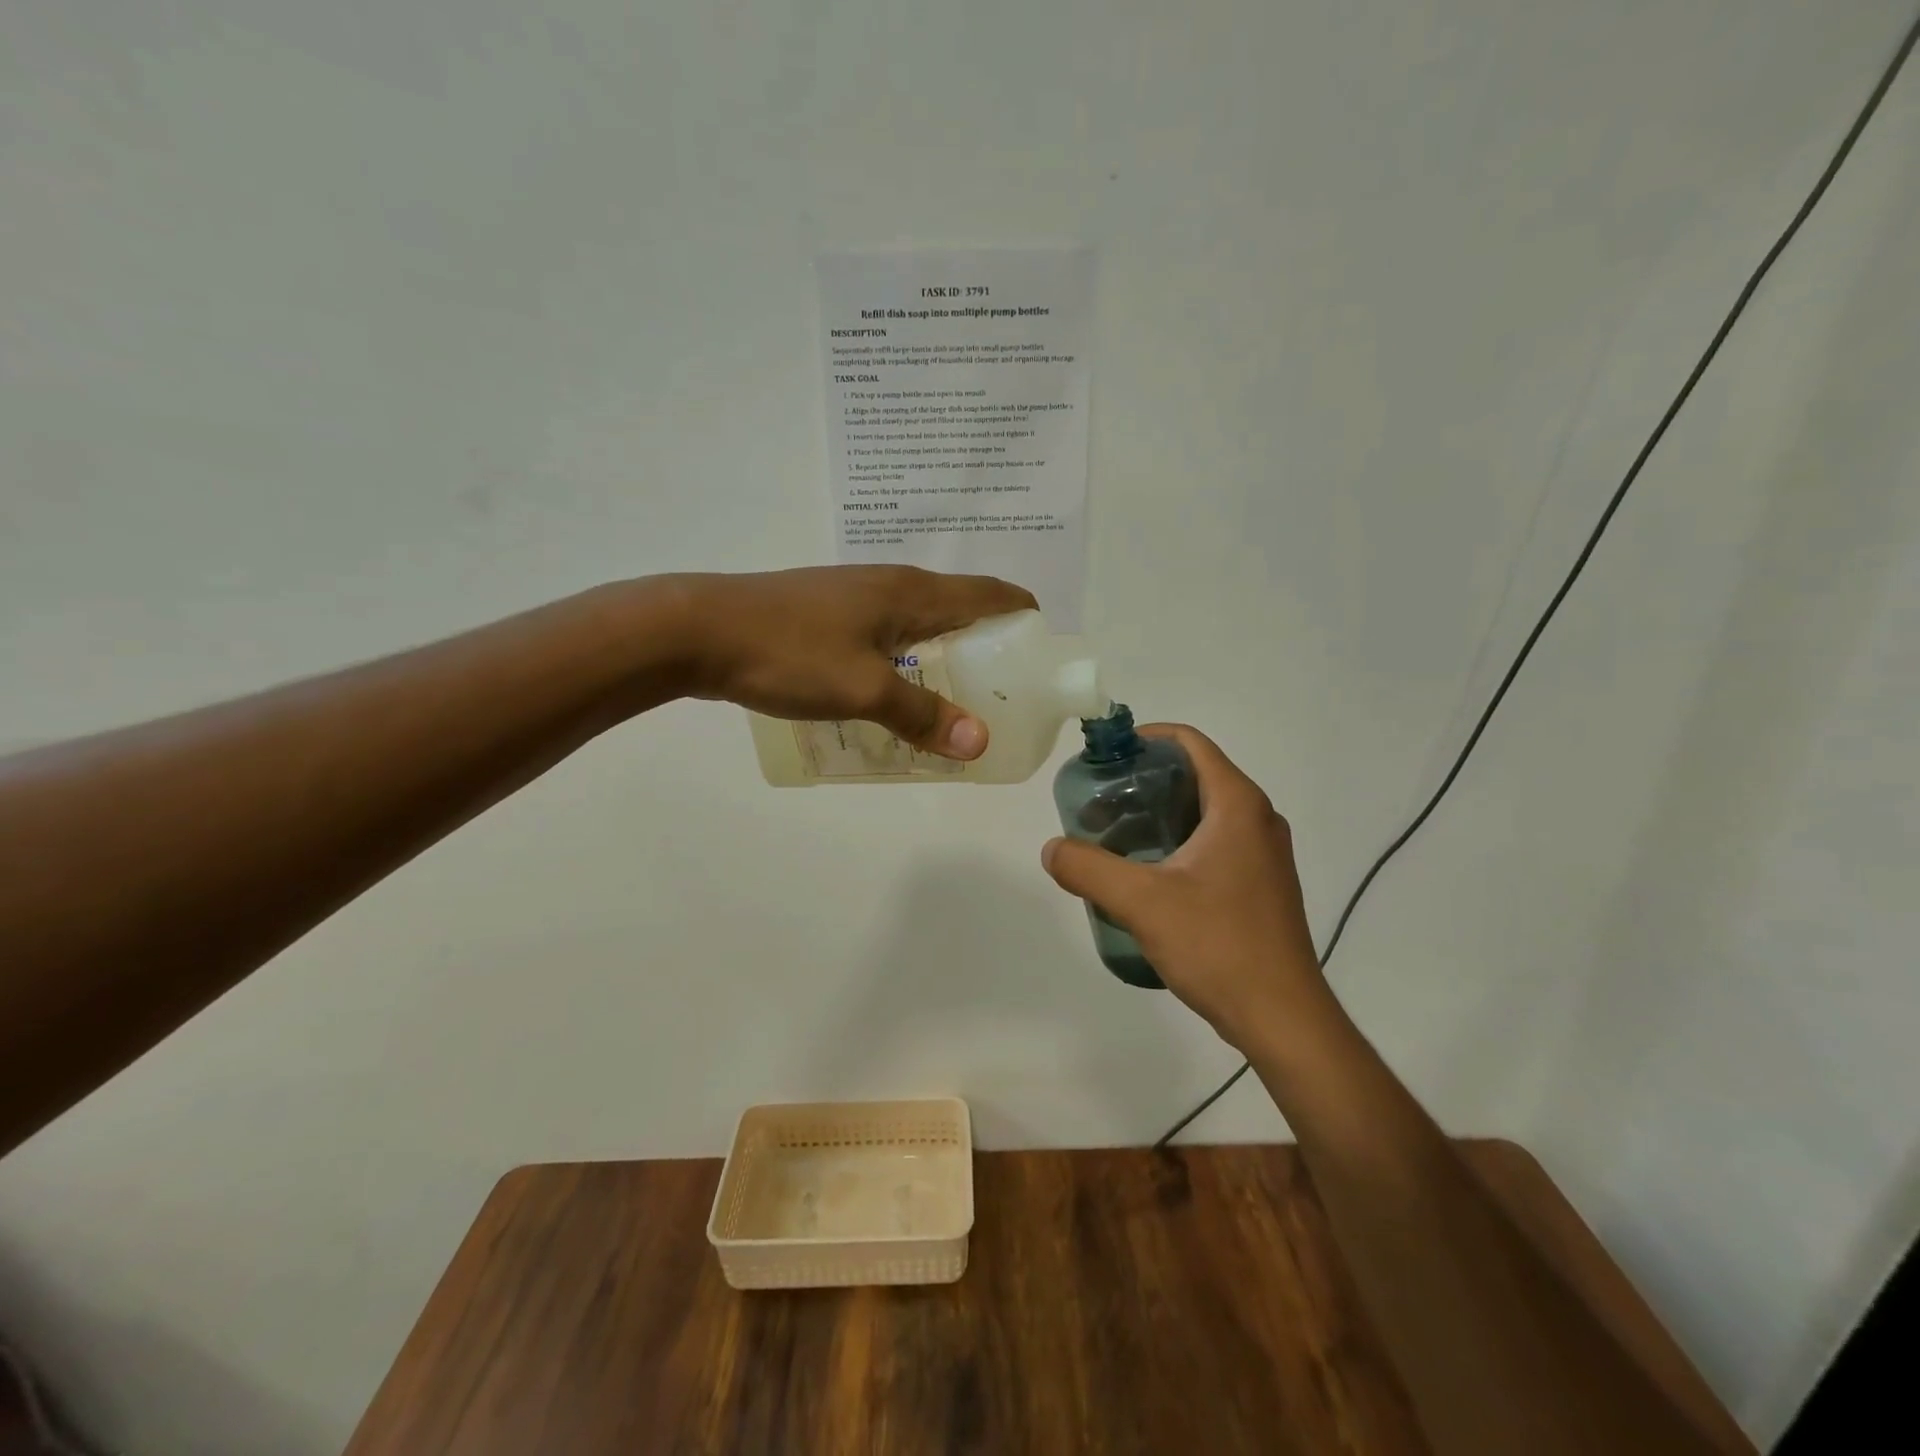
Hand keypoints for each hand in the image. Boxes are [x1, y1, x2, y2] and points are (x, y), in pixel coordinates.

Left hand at [679, 566, 1036, 758]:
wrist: (698, 630)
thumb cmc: (788, 652)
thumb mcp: (863, 690)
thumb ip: (922, 716)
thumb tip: (979, 743)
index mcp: (911, 593)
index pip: (989, 593)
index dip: (1023, 615)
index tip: (1041, 652)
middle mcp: (890, 585)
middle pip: (959, 607)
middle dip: (989, 643)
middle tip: (1003, 692)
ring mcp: (855, 597)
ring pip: (920, 622)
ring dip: (946, 654)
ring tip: (957, 699)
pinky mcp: (827, 614)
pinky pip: (887, 634)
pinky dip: (908, 659)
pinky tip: (897, 692)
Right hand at [1041, 724, 1325, 1049]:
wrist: (1281, 1018)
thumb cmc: (1218, 945)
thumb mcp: (1142, 902)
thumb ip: (1088, 868)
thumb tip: (1052, 849)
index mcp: (1237, 805)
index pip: (1190, 743)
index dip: (1146, 738)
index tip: (1106, 757)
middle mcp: (1257, 819)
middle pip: (1194, 776)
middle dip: (1143, 782)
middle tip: (1098, 804)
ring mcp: (1263, 854)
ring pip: (1202, 813)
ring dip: (1157, 816)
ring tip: (1112, 838)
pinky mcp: (1260, 884)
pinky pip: (1213, 843)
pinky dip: (1176, 843)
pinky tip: (1144, 875)